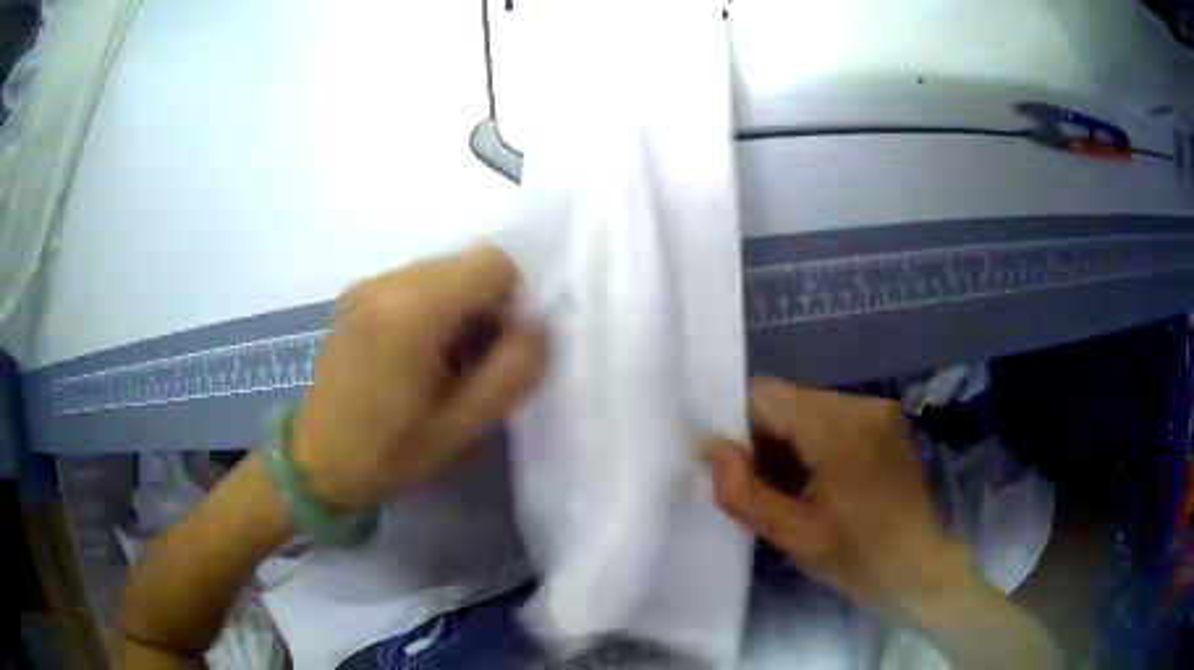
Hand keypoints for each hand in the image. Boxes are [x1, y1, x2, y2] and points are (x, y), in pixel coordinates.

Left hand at [292, 247, 544, 508]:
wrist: (315, 461)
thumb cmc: (388, 454)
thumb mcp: (463, 427)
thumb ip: (512, 371)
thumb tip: (534, 326)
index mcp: (411, 312)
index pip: (493, 263)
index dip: (511, 301)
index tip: (496, 349)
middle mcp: (386, 282)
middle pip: (467, 263)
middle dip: (485, 305)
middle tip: (471, 362)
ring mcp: (366, 284)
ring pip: (443, 270)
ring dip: (458, 307)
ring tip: (441, 362)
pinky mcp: (355, 293)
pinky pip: (415, 282)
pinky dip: (431, 308)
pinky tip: (414, 354)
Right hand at [704, 378, 973, 622]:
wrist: (918, 571)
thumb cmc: (857, 558)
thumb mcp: (793, 534)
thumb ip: (743, 491)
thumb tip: (709, 449)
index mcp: (842, 425)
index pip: (766, 396)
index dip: (736, 426)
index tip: (728, 470)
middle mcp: (862, 405)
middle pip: (787, 403)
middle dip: (762, 442)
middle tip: (758, 491)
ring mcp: (877, 413)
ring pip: (806, 413)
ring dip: (786, 448)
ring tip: (787, 494)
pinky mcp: (884, 426)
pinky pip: (830, 424)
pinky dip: (811, 450)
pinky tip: (813, 488)